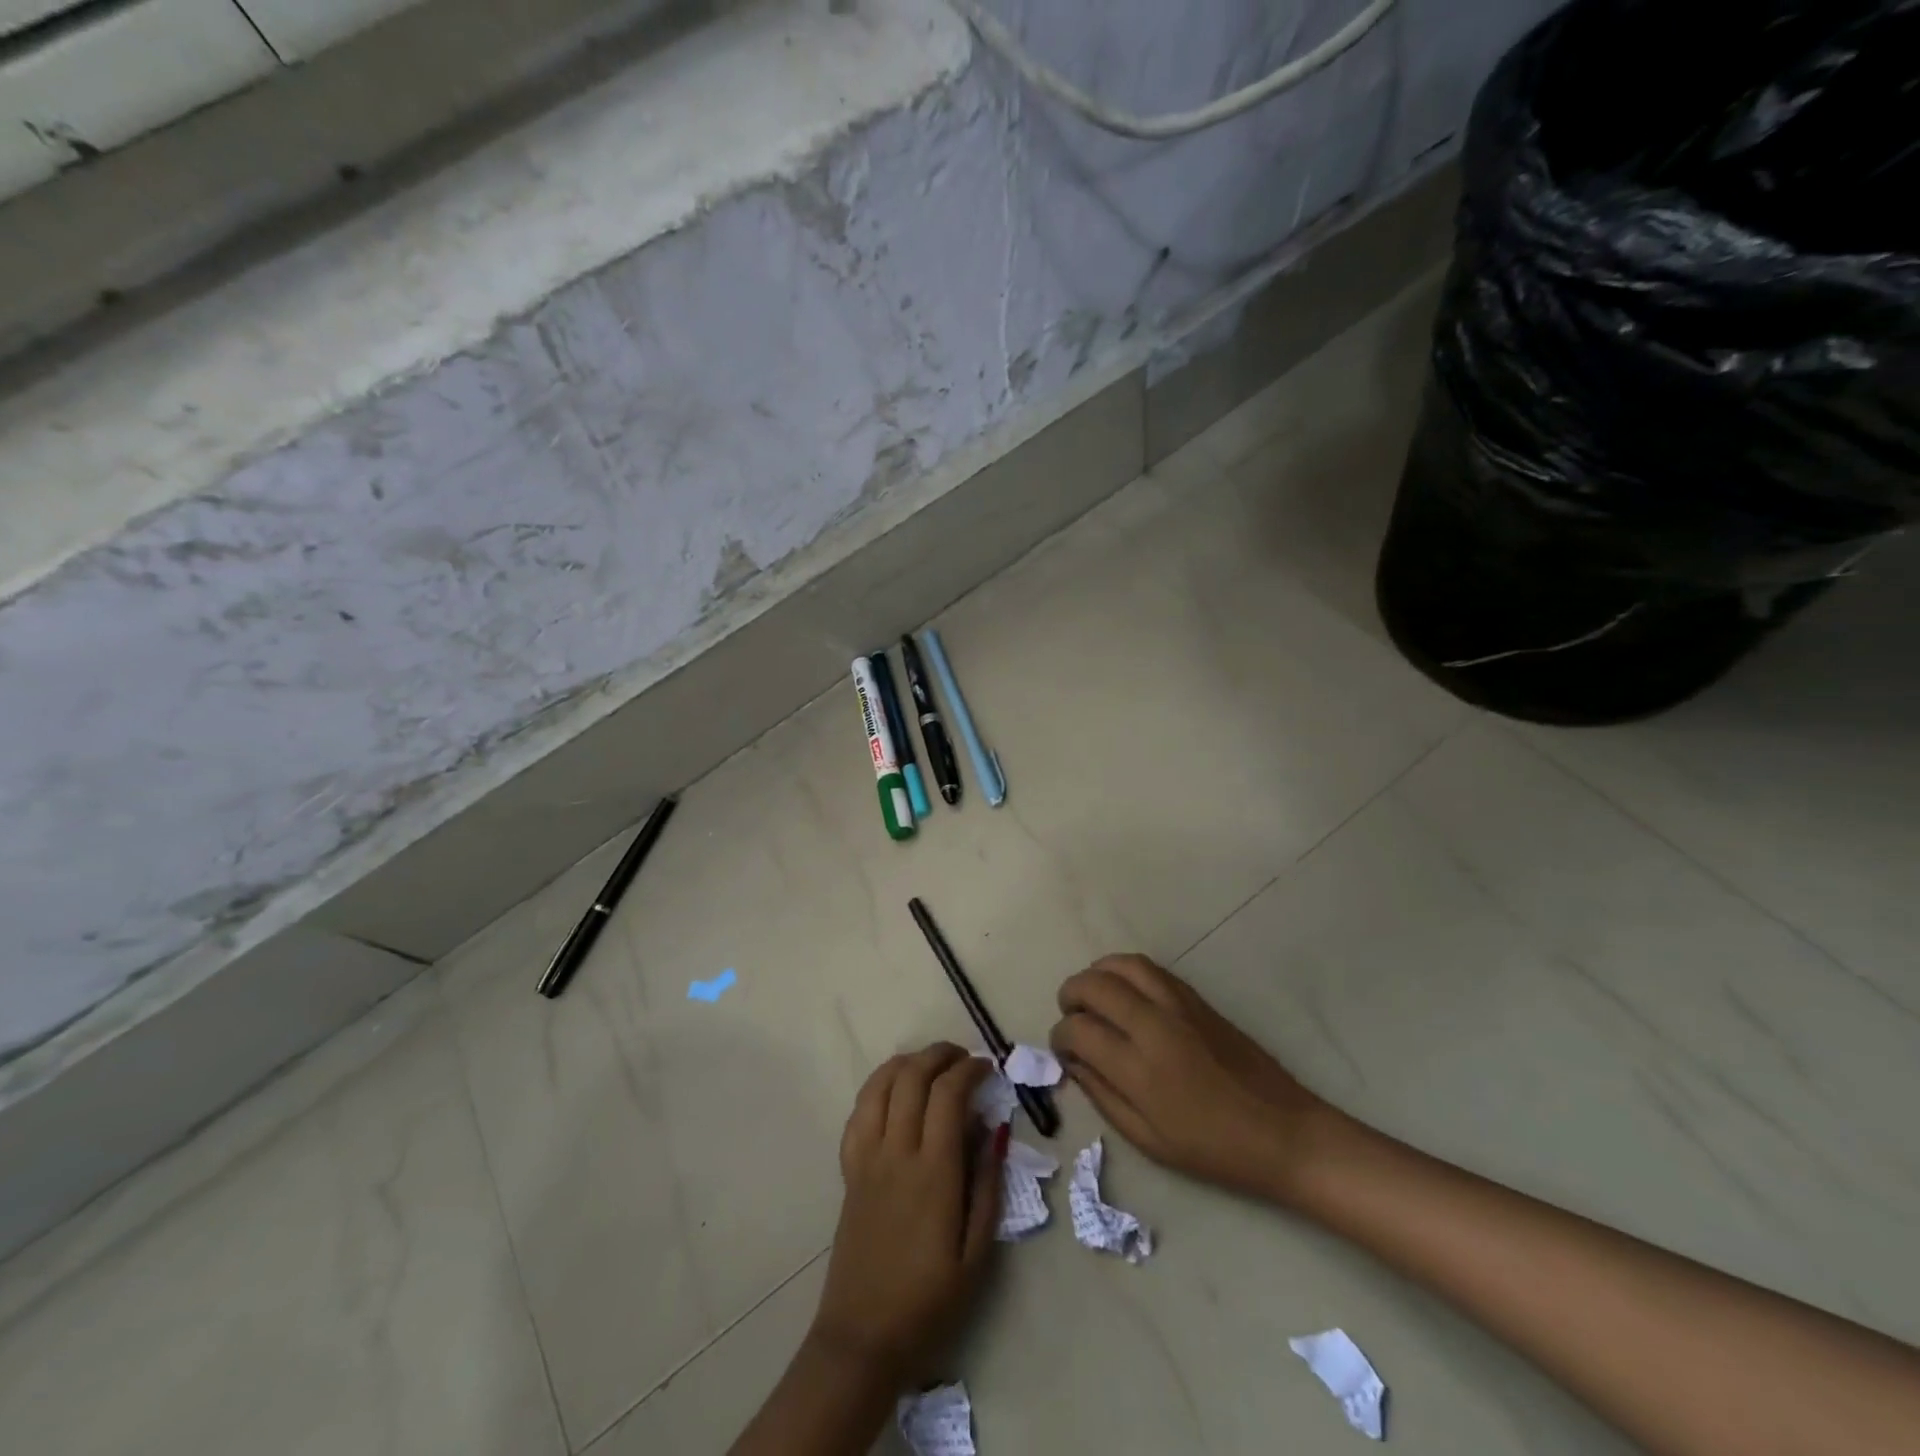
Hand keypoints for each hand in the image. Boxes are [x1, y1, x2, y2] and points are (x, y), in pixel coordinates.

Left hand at [809, 1044, 1004, 1388]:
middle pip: (912, 1077)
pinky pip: (859, 1111)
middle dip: (940, 1055)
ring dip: (907, 1062)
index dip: (969, 1069)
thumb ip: (987, 1184)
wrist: (863, 1337)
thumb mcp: (977, 1254)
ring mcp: (866, 1157)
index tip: (988, 1067)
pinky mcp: (849, 1169)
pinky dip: (878, 1087)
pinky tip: (895, 1092)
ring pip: (880, 1084)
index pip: (948, 1094)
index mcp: (933, 1172)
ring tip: (931, 1065)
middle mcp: (896, 1152)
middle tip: (963, 1058)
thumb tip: (993, 1129)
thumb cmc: (929, 1301)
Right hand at [1051, 955, 1331, 1203]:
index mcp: (1139, 1069)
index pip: (1078, 1030)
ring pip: (1122, 965)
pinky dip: (1125, 971)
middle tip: (1070, 1014)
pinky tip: (1124, 992)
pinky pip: (1149, 968)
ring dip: (1096, 974)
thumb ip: (1103, 1096)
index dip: (1059, 1036)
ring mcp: (1177, 1005)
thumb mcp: (1148, 1140)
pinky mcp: (1196, 997)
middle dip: (1070, 994)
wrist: (1283, 1132)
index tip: (1062, 1049)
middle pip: (1094, 985)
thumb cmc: (1213, 1149)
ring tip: (1092, 995)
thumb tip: (1073, 1062)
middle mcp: (1153, 1026)